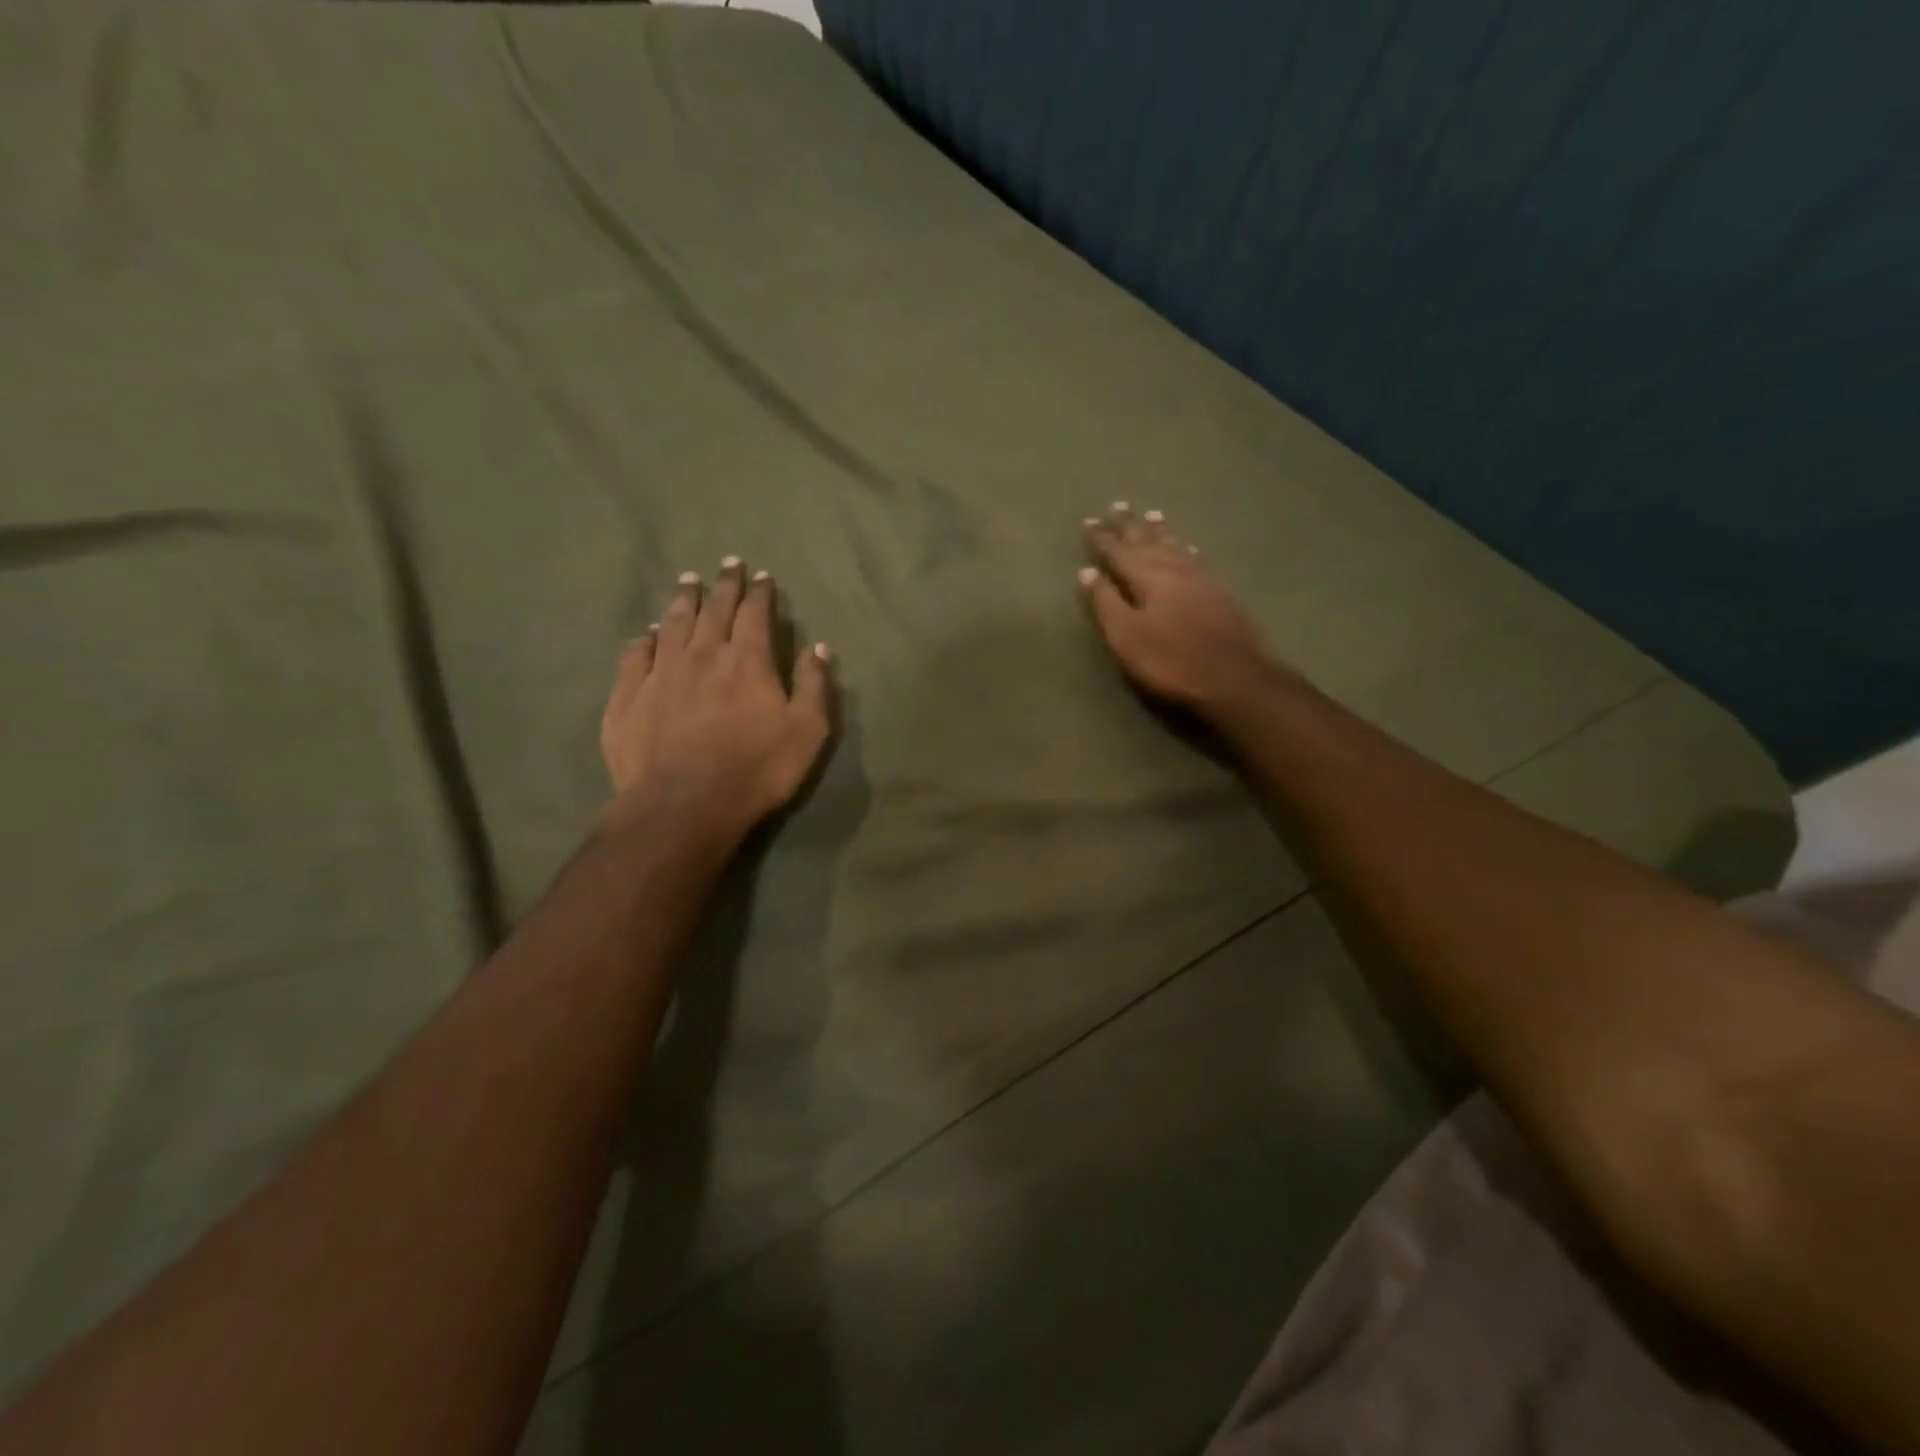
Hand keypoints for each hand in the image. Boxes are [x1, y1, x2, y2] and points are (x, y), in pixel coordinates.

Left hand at [600, 558, 831, 844]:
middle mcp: (702, 654)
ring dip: (683, 599)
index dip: (759, 592)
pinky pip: (636, 654)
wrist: (684, 805)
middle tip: (727, 564)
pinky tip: (648, 632)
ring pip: (672, 623)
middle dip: (723, 585)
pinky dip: (645, 637)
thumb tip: (818, 648)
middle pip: (713, 609)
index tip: (761, 576)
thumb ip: (813, 686)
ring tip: (687, 582)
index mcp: (747, 660)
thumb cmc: (757, 769)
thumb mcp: (807, 732)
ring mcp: (660, 672)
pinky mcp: (628, 696)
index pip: (754, 613)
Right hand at [1079, 503, 1299, 718]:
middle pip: (1148, 540)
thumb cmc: (1171, 660)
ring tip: (1152, 515)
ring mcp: (1201, 577)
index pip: (1119, 551)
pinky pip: (1195, 557)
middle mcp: (1174, 568)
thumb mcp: (1127, 636)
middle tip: (1118, 505)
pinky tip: (1186, 547)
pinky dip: (1185, 547)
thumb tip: (1086, 572)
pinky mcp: (1220, 591)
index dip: (1102, 538)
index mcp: (1147, 577)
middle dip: (1130, 525)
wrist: (1234, 676)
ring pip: (1175, 544)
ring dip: (1160, 530)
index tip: (1089, 521)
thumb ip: (1106, 603)